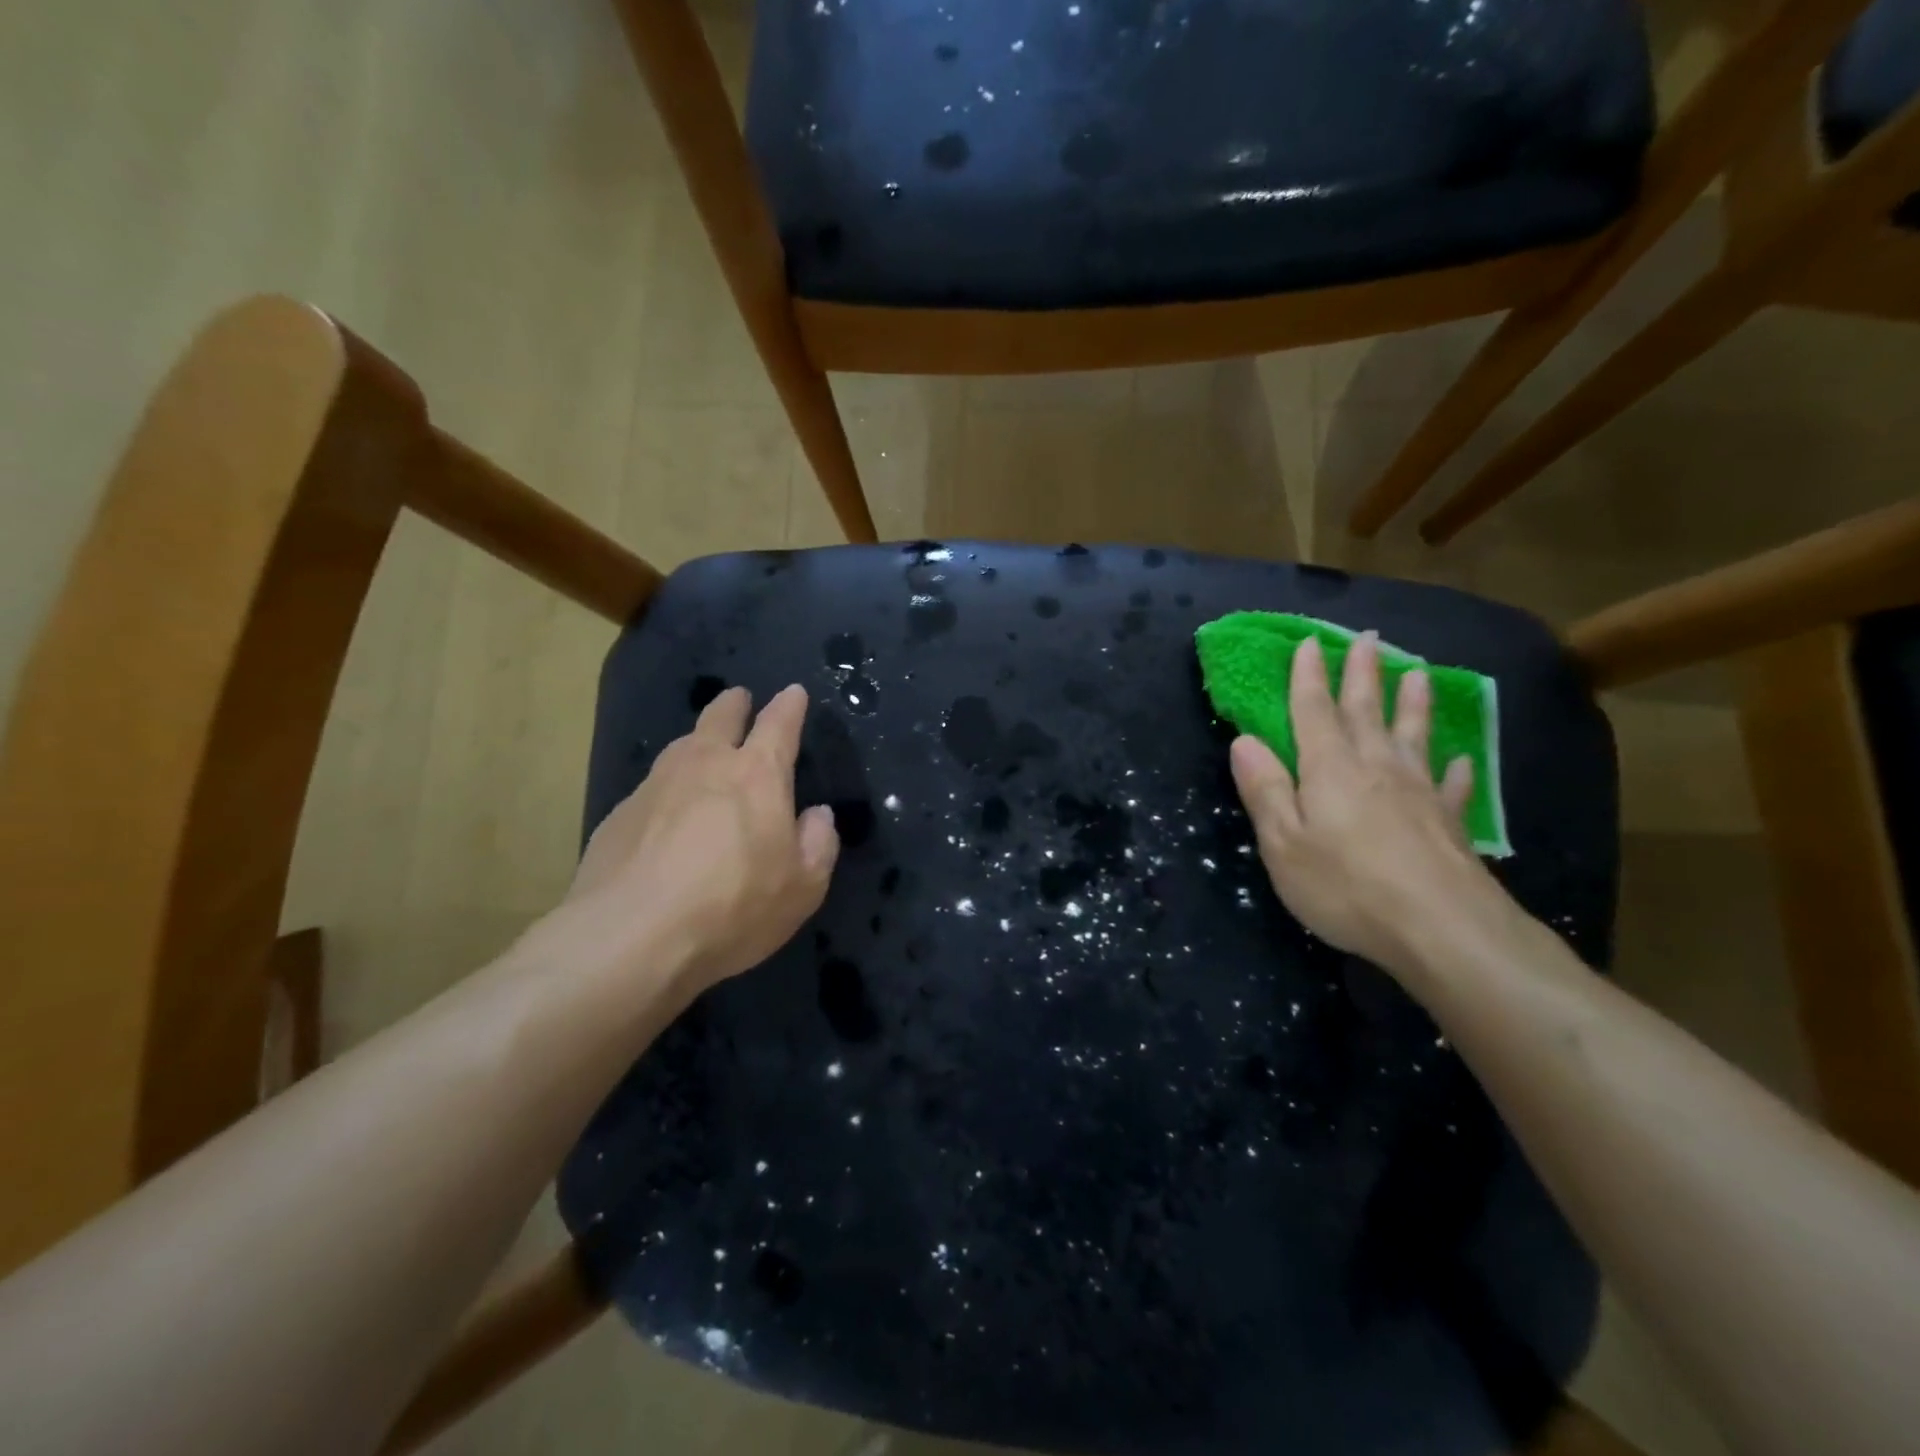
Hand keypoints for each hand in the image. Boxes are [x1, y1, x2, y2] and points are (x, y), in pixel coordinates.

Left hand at [543, 684, 839, 999]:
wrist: (630, 937)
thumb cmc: (734, 908)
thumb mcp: (803, 888)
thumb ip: (818, 844)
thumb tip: (817, 815)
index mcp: (758, 775)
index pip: (779, 724)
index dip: (790, 706)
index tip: (794, 692)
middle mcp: (705, 765)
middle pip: (720, 716)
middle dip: (734, 704)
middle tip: (739, 699)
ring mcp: (656, 785)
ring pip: (681, 746)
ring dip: (697, 740)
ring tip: (703, 749)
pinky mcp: (619, 814)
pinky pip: (652, 788)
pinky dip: (667, 789)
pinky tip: (666, 815)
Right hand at [1228, 633, 1508, 978]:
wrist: (1442, 929)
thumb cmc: (1347, 887)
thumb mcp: (1283, 843)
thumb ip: (1265, 790)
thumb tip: (1244, 741)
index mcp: (1329, 769)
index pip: (1313, 711)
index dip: (1309, 676)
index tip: (1310, 641)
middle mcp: (1375, 767)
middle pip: (1365, 711)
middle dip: (1362, 673)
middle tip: (1369, 639)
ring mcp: (1418, 792)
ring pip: (1412, 735)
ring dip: (1411, 703)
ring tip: (1416, 674)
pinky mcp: (1449, 822)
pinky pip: (1451, 785)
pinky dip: (1454, 769)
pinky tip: (1460, 760)